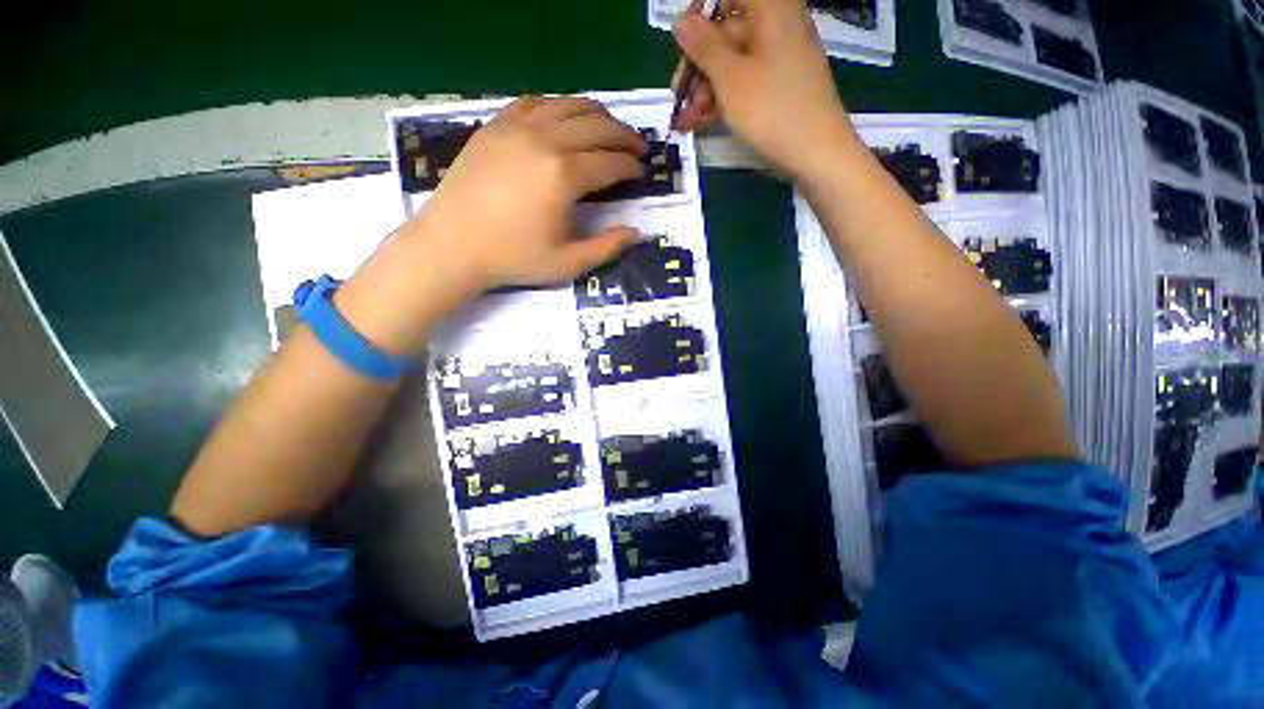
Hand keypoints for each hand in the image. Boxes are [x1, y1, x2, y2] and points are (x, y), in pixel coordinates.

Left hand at [404, 96, 648, 290]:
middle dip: (624, 136)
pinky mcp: (495, 126)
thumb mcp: (568, 264)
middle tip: (636, 148)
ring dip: (597, 115)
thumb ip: (607, 247)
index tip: (643, 172)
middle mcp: (545, 140)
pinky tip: (564, 121)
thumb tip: (638, 233)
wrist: (453, 245)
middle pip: (597, 125)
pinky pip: (535, 103)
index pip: (611, 162)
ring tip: (609, 130)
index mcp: (564, 176)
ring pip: (569, 105)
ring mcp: (516, 127)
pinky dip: (558, 107)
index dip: (632, 166)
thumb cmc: (513, 258)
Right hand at [672, 0, 858, 180]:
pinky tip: (698, 123)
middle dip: (697, 64)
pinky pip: (744, 84)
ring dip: (704, 90)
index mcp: (770, 10)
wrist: (816, 154)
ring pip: (732, 64)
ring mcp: (779, 60)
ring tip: (685, 120)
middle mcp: (776, 27)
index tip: (682, 42)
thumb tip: (682, 20)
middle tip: (679, 96)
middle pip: (727, 32)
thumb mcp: (730, 78)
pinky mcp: (779, 88)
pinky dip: (721, 101)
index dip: (701, 13)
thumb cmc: (772, 110)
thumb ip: (703, 46)